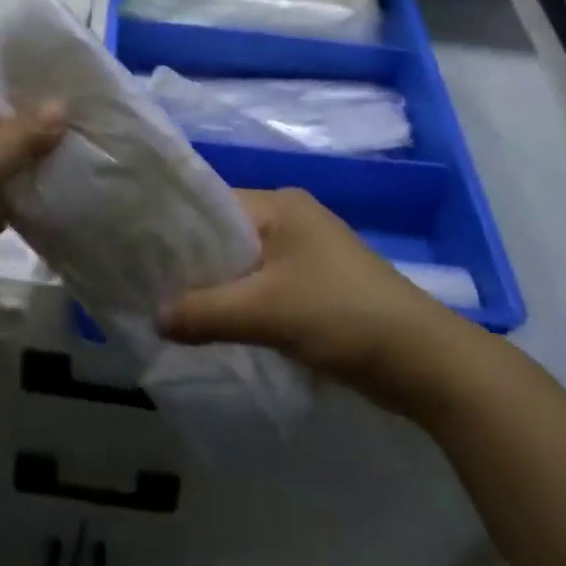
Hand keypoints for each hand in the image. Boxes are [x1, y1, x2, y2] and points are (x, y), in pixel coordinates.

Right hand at [160, 188, 475, 405]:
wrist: (424, 361)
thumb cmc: (341, 315)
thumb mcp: (267, 311)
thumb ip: (206, 312)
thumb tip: (154, 316)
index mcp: (280, 205)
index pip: (213, 204)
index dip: (178, 230)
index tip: (142, 255)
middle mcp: (292, 218)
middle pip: (228, 236)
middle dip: (196, 265)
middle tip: (152, 290)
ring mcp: (307, 253)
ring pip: (246, 265)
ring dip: (219, 289)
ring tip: (176, 313)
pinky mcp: (318, 286)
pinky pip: (266, 286)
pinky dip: (243, 304)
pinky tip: (219, 328)